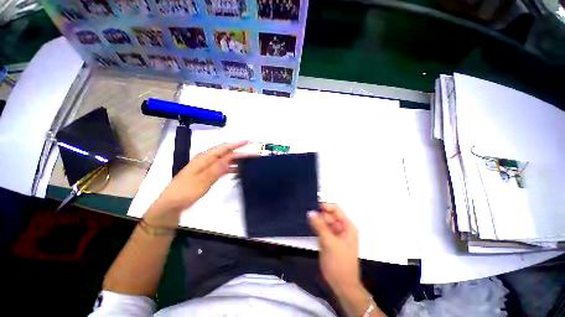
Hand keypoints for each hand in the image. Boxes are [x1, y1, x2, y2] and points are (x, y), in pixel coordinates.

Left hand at [146, 141, 247, 225]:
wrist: (173, 204)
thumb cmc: (186, 191)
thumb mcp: (202, 179)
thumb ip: (216, 168)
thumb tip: (229, 157)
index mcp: (204, 158)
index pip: (223, 148)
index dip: (236, 144)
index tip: (248, 142)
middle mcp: (207, 160)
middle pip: (226, 154)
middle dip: (240, 153)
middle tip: (253, 155)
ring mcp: (208, 168)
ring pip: (225, 161)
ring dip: (237, 161)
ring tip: (249, 162)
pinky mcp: (209, 175)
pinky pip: (223, 169)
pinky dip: (231, 169)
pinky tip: (238, 171)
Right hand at [308, 203, 360, 293]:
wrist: (342, 286)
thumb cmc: (339, 263)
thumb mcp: (329, 242)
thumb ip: (319, 226)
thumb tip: (310, 212)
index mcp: (347, 226)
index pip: (335, 209)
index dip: (324, 206)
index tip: (312, 206)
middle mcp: (342, 228)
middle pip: (329, 214)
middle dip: (319, 213)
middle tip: (306, 213)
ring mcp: (335, 234)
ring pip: (324, 221)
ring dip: (316, 220)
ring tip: (306, 218)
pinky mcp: (329, 240)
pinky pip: (322, 229)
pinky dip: (316, 227)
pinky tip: (309, 225)